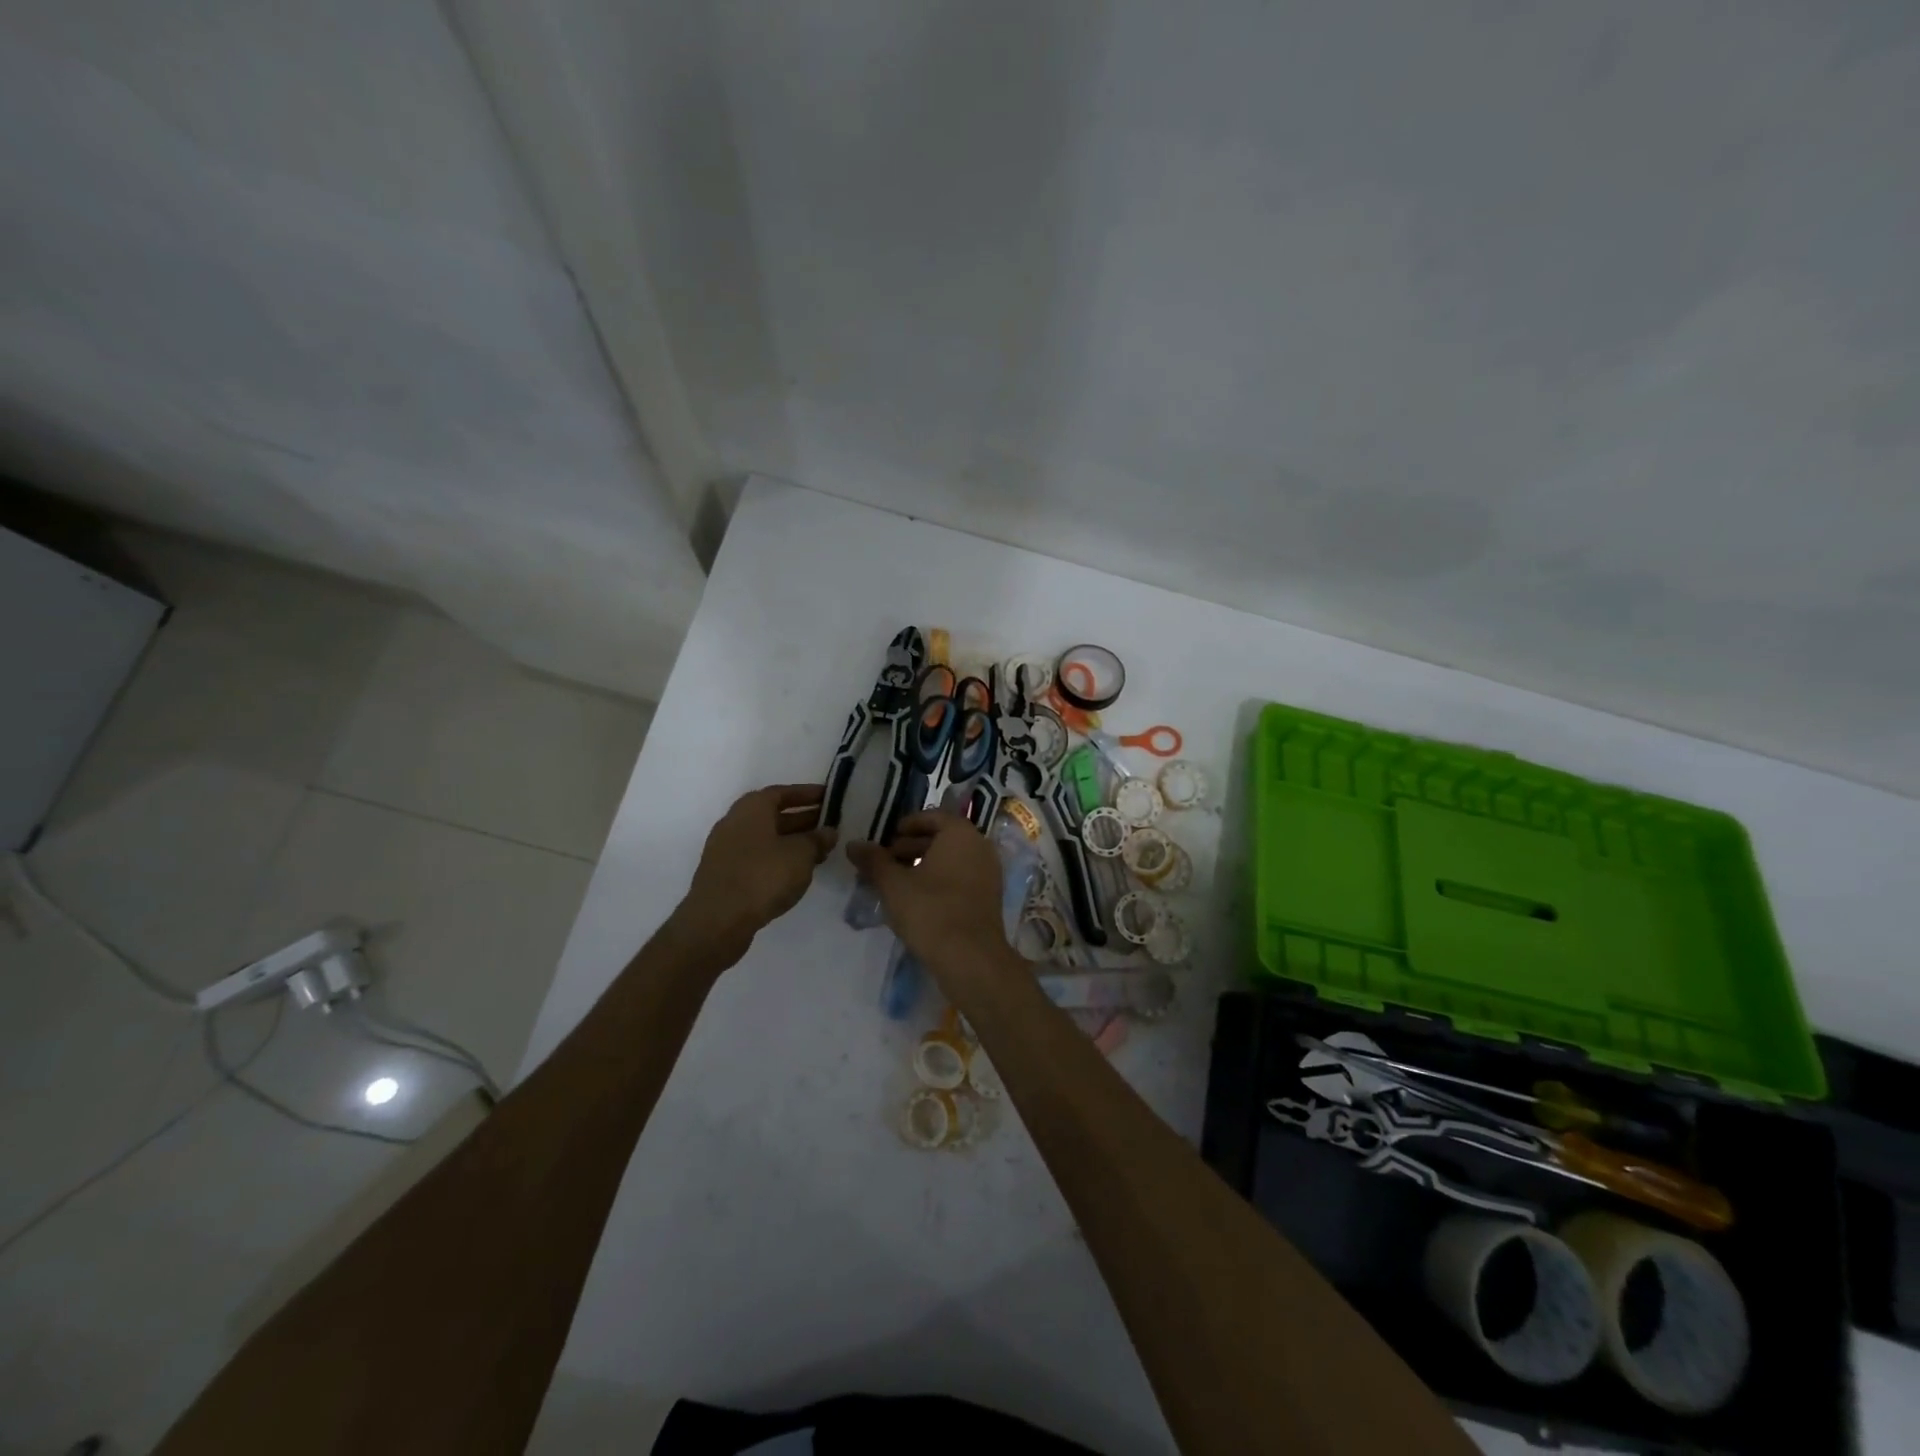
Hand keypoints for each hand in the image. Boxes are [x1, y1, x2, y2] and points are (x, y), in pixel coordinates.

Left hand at [674, 784, 836, 959]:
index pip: (783, 792)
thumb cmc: (763, 876)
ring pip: (765, 837)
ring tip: (818, 851)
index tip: (829, 797)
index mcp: (751, 807)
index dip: (807, 794)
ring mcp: (726, 849)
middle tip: (829, 825)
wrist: (718, 920)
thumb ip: (817, 840)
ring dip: (791, 841)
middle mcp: (735, 822)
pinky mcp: (724, 874)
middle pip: (773, 815)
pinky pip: (756, 857)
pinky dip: (777, 858)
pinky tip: (795, 872)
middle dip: (802, 819)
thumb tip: (829, 832)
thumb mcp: (801, 855)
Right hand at [846, 811, 1011, 978]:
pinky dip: (940, 880)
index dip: (907, 825)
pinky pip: (962, 877)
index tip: (887, 838)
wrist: (970, 958)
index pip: (933, 816)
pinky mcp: (990, 897)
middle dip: (912, 846)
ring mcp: (989, 872)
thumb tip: (853, 844)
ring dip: (925, 864)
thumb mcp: (893, 884)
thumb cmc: (930, 911)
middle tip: (886, 860)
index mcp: (960, 833)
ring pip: (952, 859)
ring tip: (897, 881)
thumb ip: (873, 860)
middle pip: (943, 837)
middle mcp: (980, 846)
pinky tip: (918, 899)